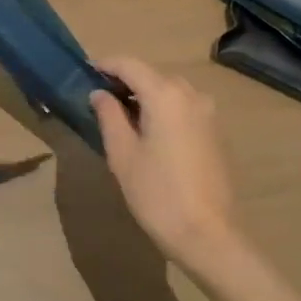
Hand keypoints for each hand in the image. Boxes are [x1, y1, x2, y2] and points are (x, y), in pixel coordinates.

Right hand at [90, 57, 243, 276]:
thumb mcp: (122, 153)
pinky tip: (147, 130)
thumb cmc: (157, 193)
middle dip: (124, 80)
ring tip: (120, 114)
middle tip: (98, 96)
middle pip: (151, 74)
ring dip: (144, 94)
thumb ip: (109, 115)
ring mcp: (207, 113)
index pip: (130, 65)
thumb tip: (100, 94)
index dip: (106, 64)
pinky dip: (162, 108)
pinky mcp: (215, 132)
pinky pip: (182, 106)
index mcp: (165, 95)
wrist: (208, 235)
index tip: (85, 71)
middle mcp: (190, 95)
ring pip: (168, 90)